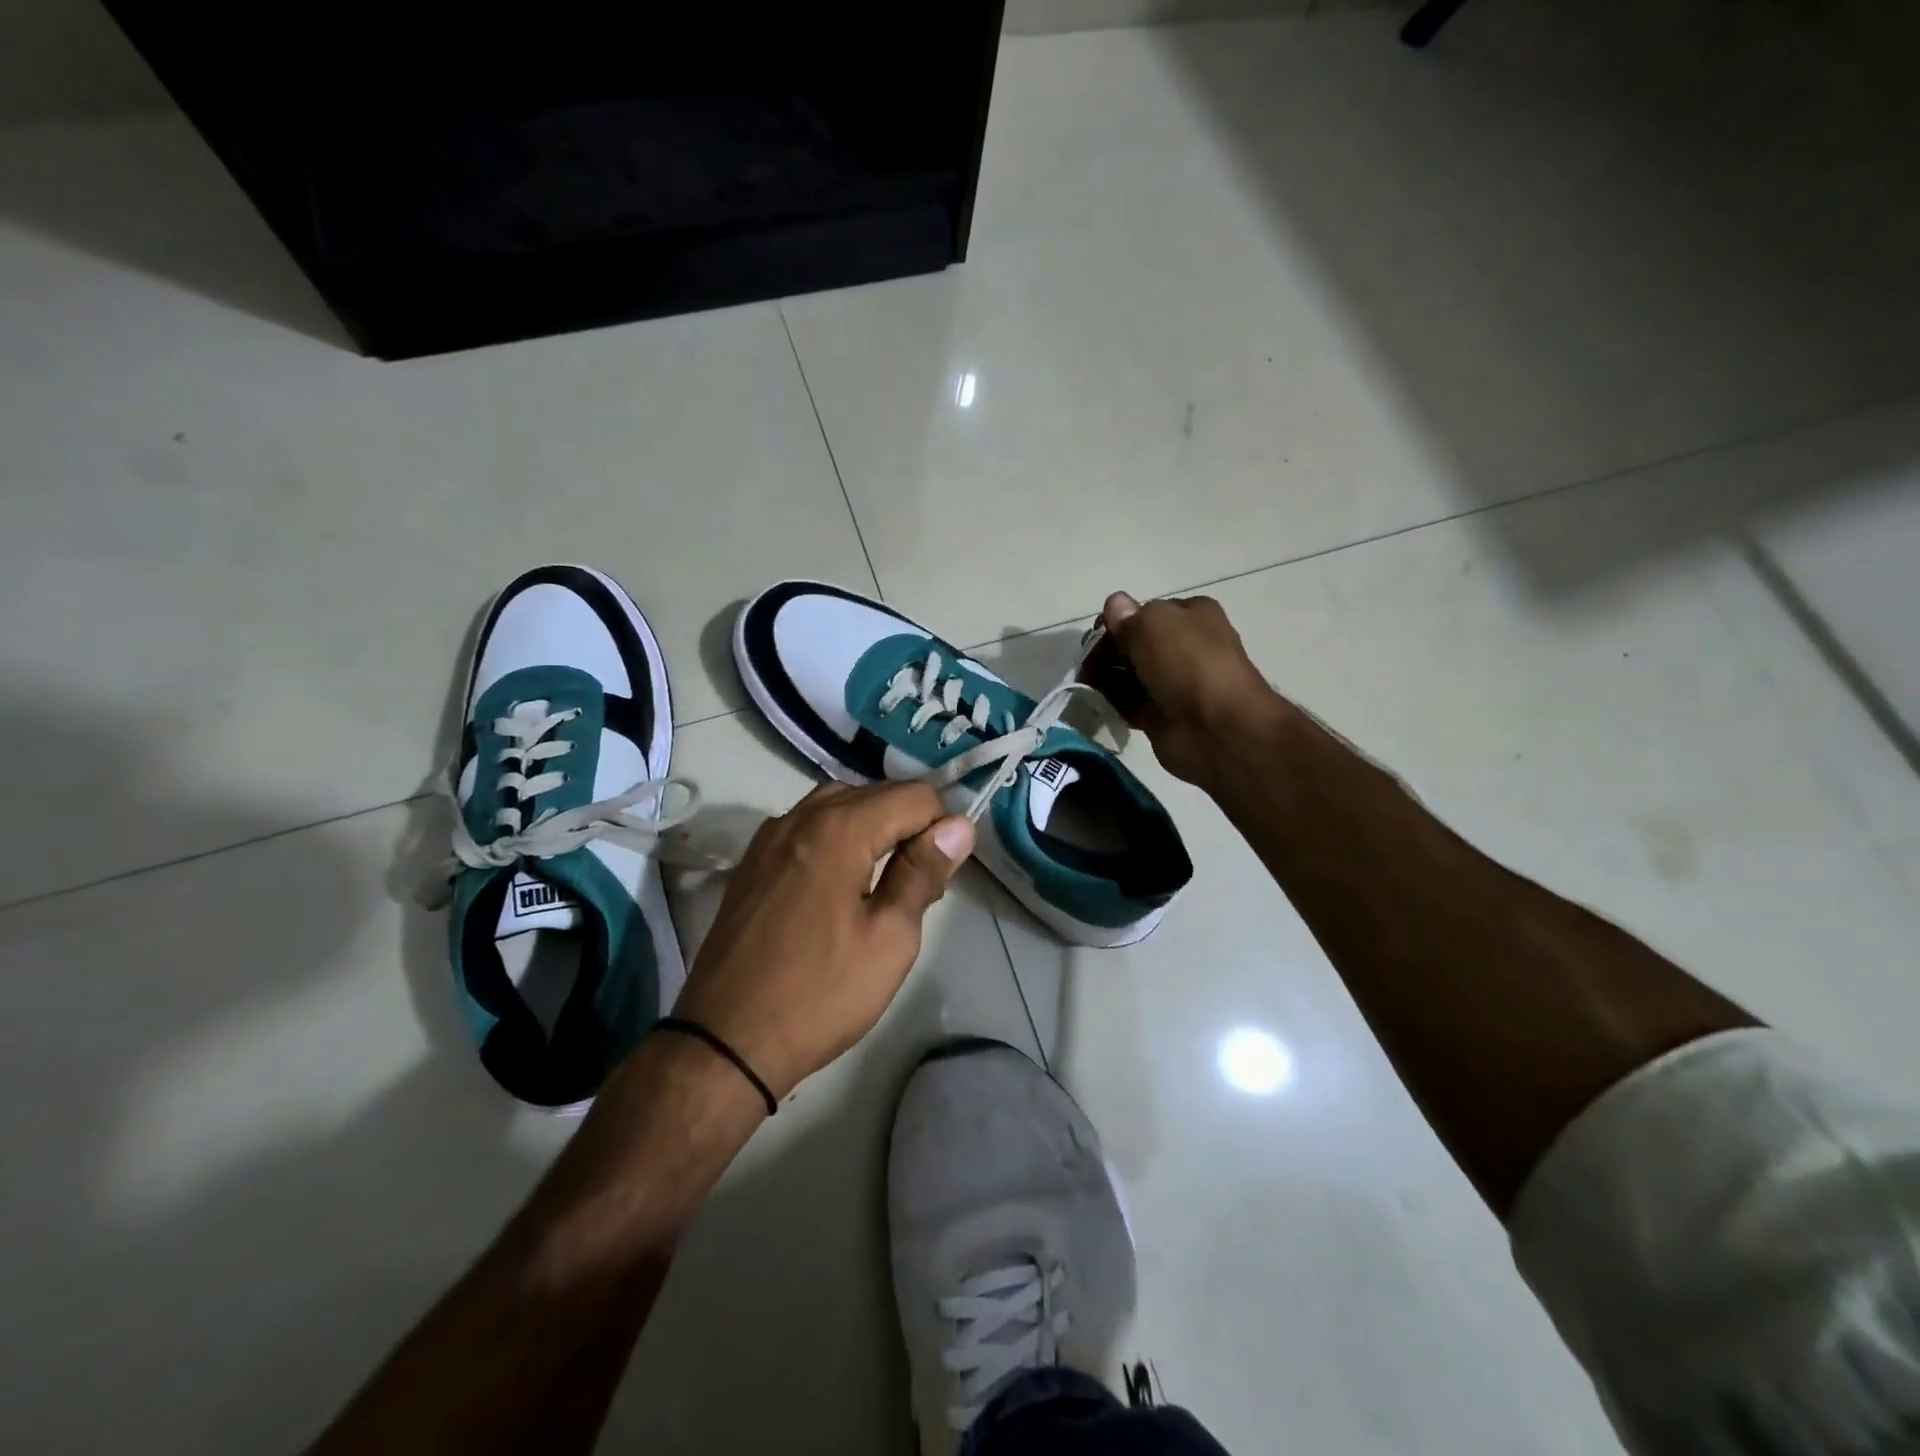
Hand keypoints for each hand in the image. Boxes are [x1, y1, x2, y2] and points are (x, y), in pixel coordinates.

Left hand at [672, 782, 974, 1100]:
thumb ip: (923, 872)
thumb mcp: (890, 938)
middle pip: (875, 792)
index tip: (941, 875)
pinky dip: (837, 836)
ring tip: (883, 880)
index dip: (942, 827)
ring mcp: (769, 837)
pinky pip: (807, 826)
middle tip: (919, 886)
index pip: (913, 795)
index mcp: (838, 829)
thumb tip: (959, 826)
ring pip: (838, 804)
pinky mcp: (752, 862)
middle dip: (909, 825)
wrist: (725, 1040)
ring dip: (872, 826)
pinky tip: (840, 882)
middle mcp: (800, 817)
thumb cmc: (820, 993)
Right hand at [1098, 592, 1286, 789]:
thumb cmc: (1187, 665)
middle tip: (1088, 666)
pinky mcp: (1162, 714)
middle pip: (1133, 643)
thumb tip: (1114, 606)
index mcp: (1191, 615)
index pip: (1144, 611)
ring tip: (1089, 686)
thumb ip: (1128, 616)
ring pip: (1130, 674)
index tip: (1096, 636)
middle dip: (1108, 651)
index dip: (1117, 621)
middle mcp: (1184, 645)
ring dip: (1107, 678)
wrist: (1216, 729)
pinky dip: (1115, 702)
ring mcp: (1174, 682)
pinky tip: (1103, 704)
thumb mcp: (1152, 624)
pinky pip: (1130, 703)